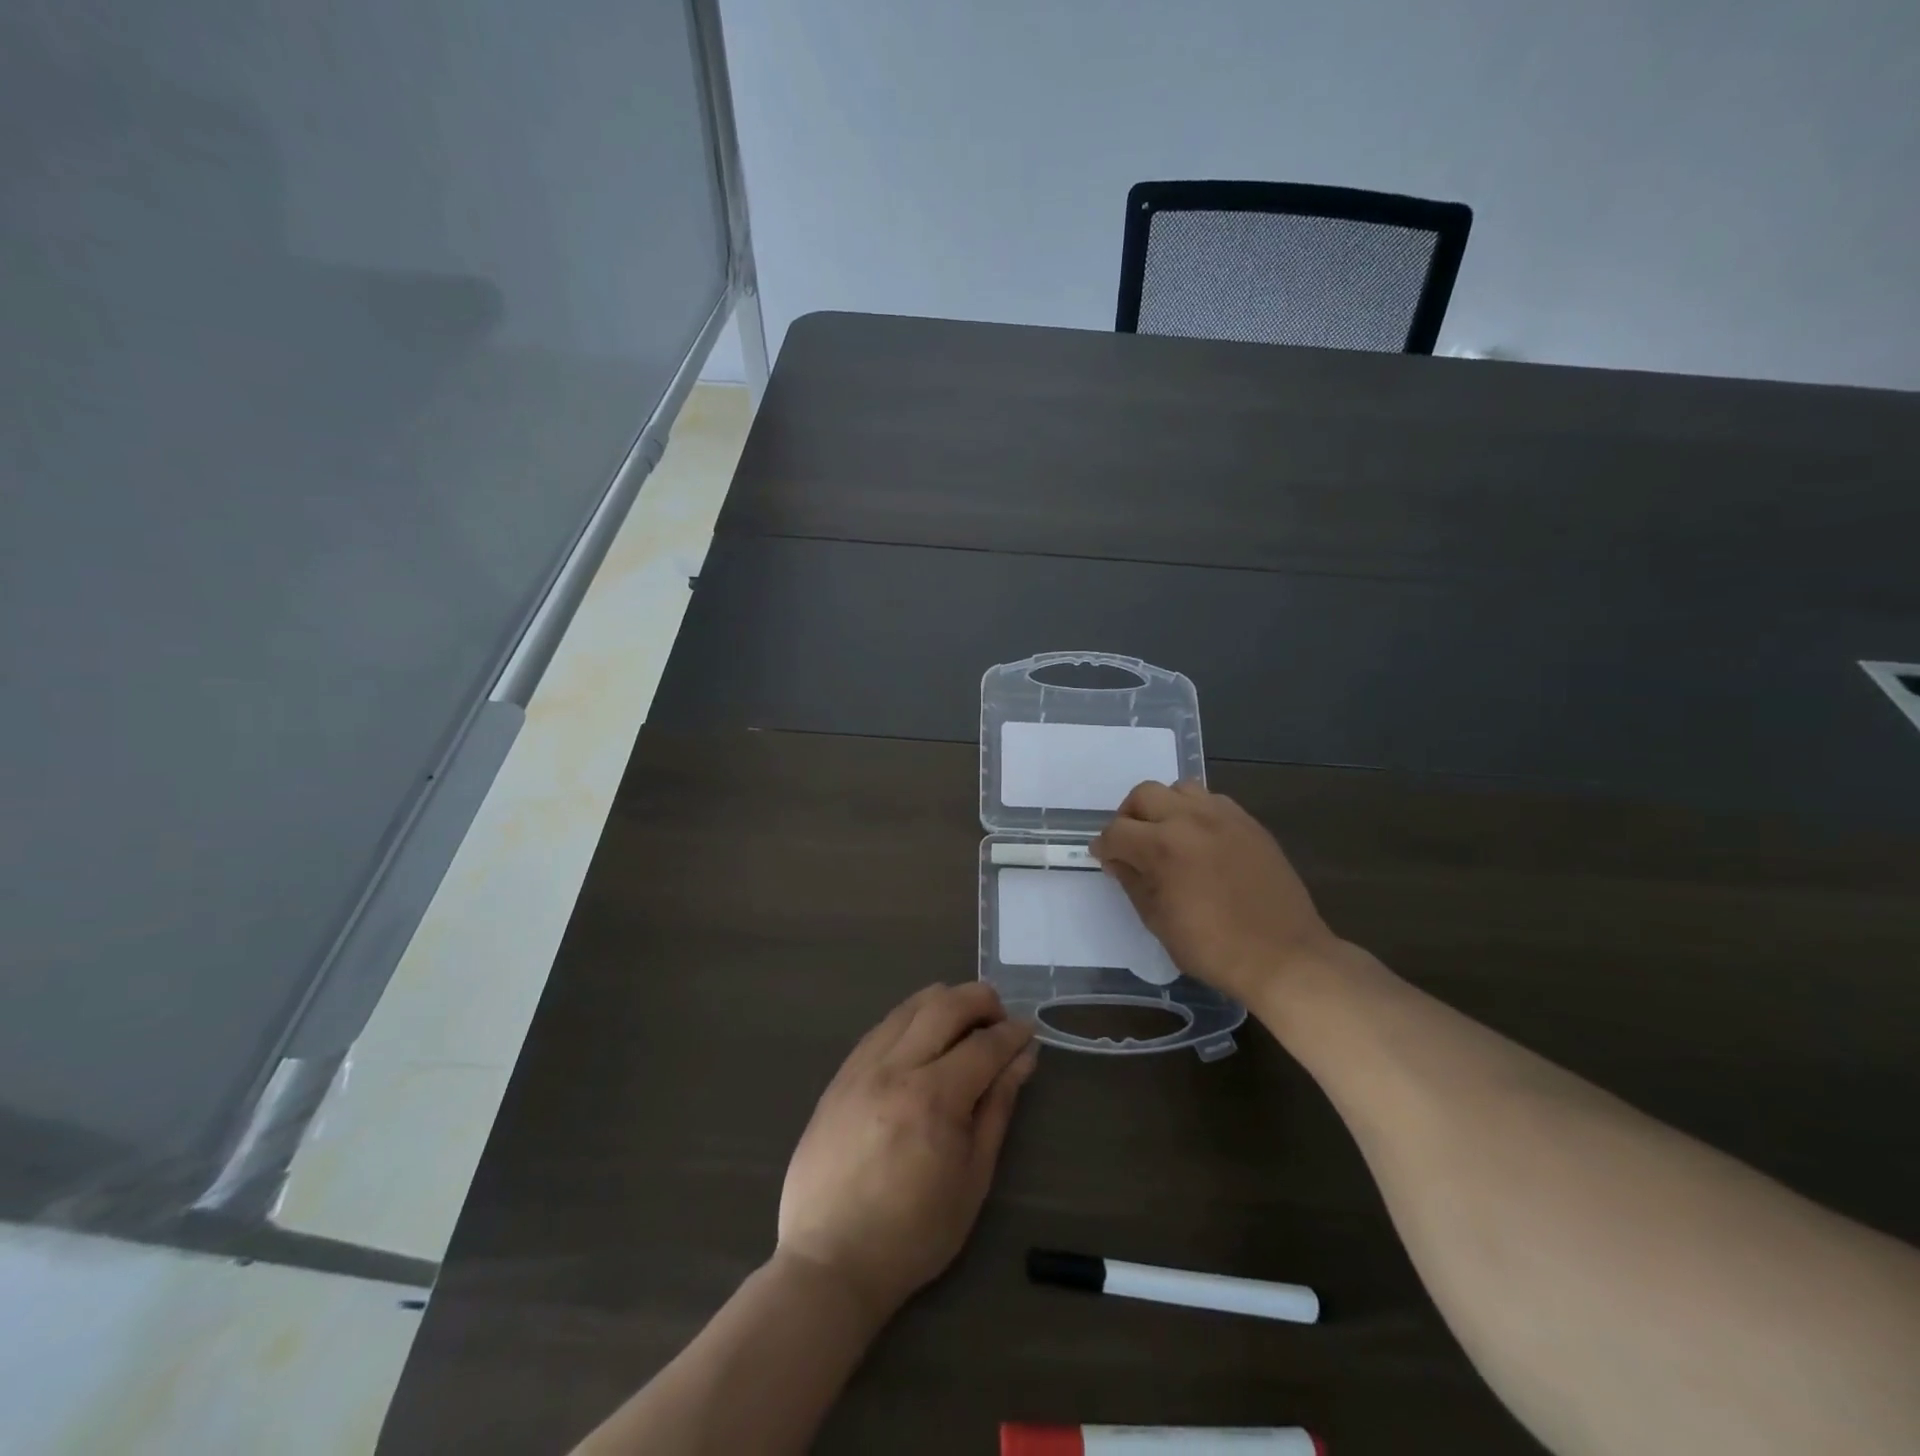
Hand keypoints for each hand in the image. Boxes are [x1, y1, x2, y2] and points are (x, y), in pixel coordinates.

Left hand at [777, 982, 1037, 1322]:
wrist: (829, 1260)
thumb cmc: (914, 1233)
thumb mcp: (973, 1178)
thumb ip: (998, 1108)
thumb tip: (1022, 1059)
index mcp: (934, 1098)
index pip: (983, 1044)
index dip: (1012, 1033)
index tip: (1028, 1031)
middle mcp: (896, 1068)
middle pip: (944, 1005)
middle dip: (981, 1000)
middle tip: (999, 1017)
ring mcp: (862, 1067)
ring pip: (909, 1006)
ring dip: (944, 1002)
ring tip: (963, 1023)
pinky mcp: (840, 1075)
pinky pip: (881, 1027)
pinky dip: (911, 1020)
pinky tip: (922, 1039)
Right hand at [1091, 779, 1338, 1003]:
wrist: (1284, 957)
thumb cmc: (1213, 948)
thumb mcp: (1158, 921)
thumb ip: (1133, 883)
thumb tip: (1118, 861)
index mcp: (1163, 846)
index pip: (1117, 831)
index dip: (1104, 846)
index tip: (1103, 858)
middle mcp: (1191, 820)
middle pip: (1144, 794)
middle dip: (1128, 816)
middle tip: (1130, 843)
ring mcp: (1224, 817)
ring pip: (1180, 789)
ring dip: (1164, 807)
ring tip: (1166, 835)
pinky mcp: (1249, 823)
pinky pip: (1212, 801)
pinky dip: (1196, 812)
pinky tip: (1199, 840)